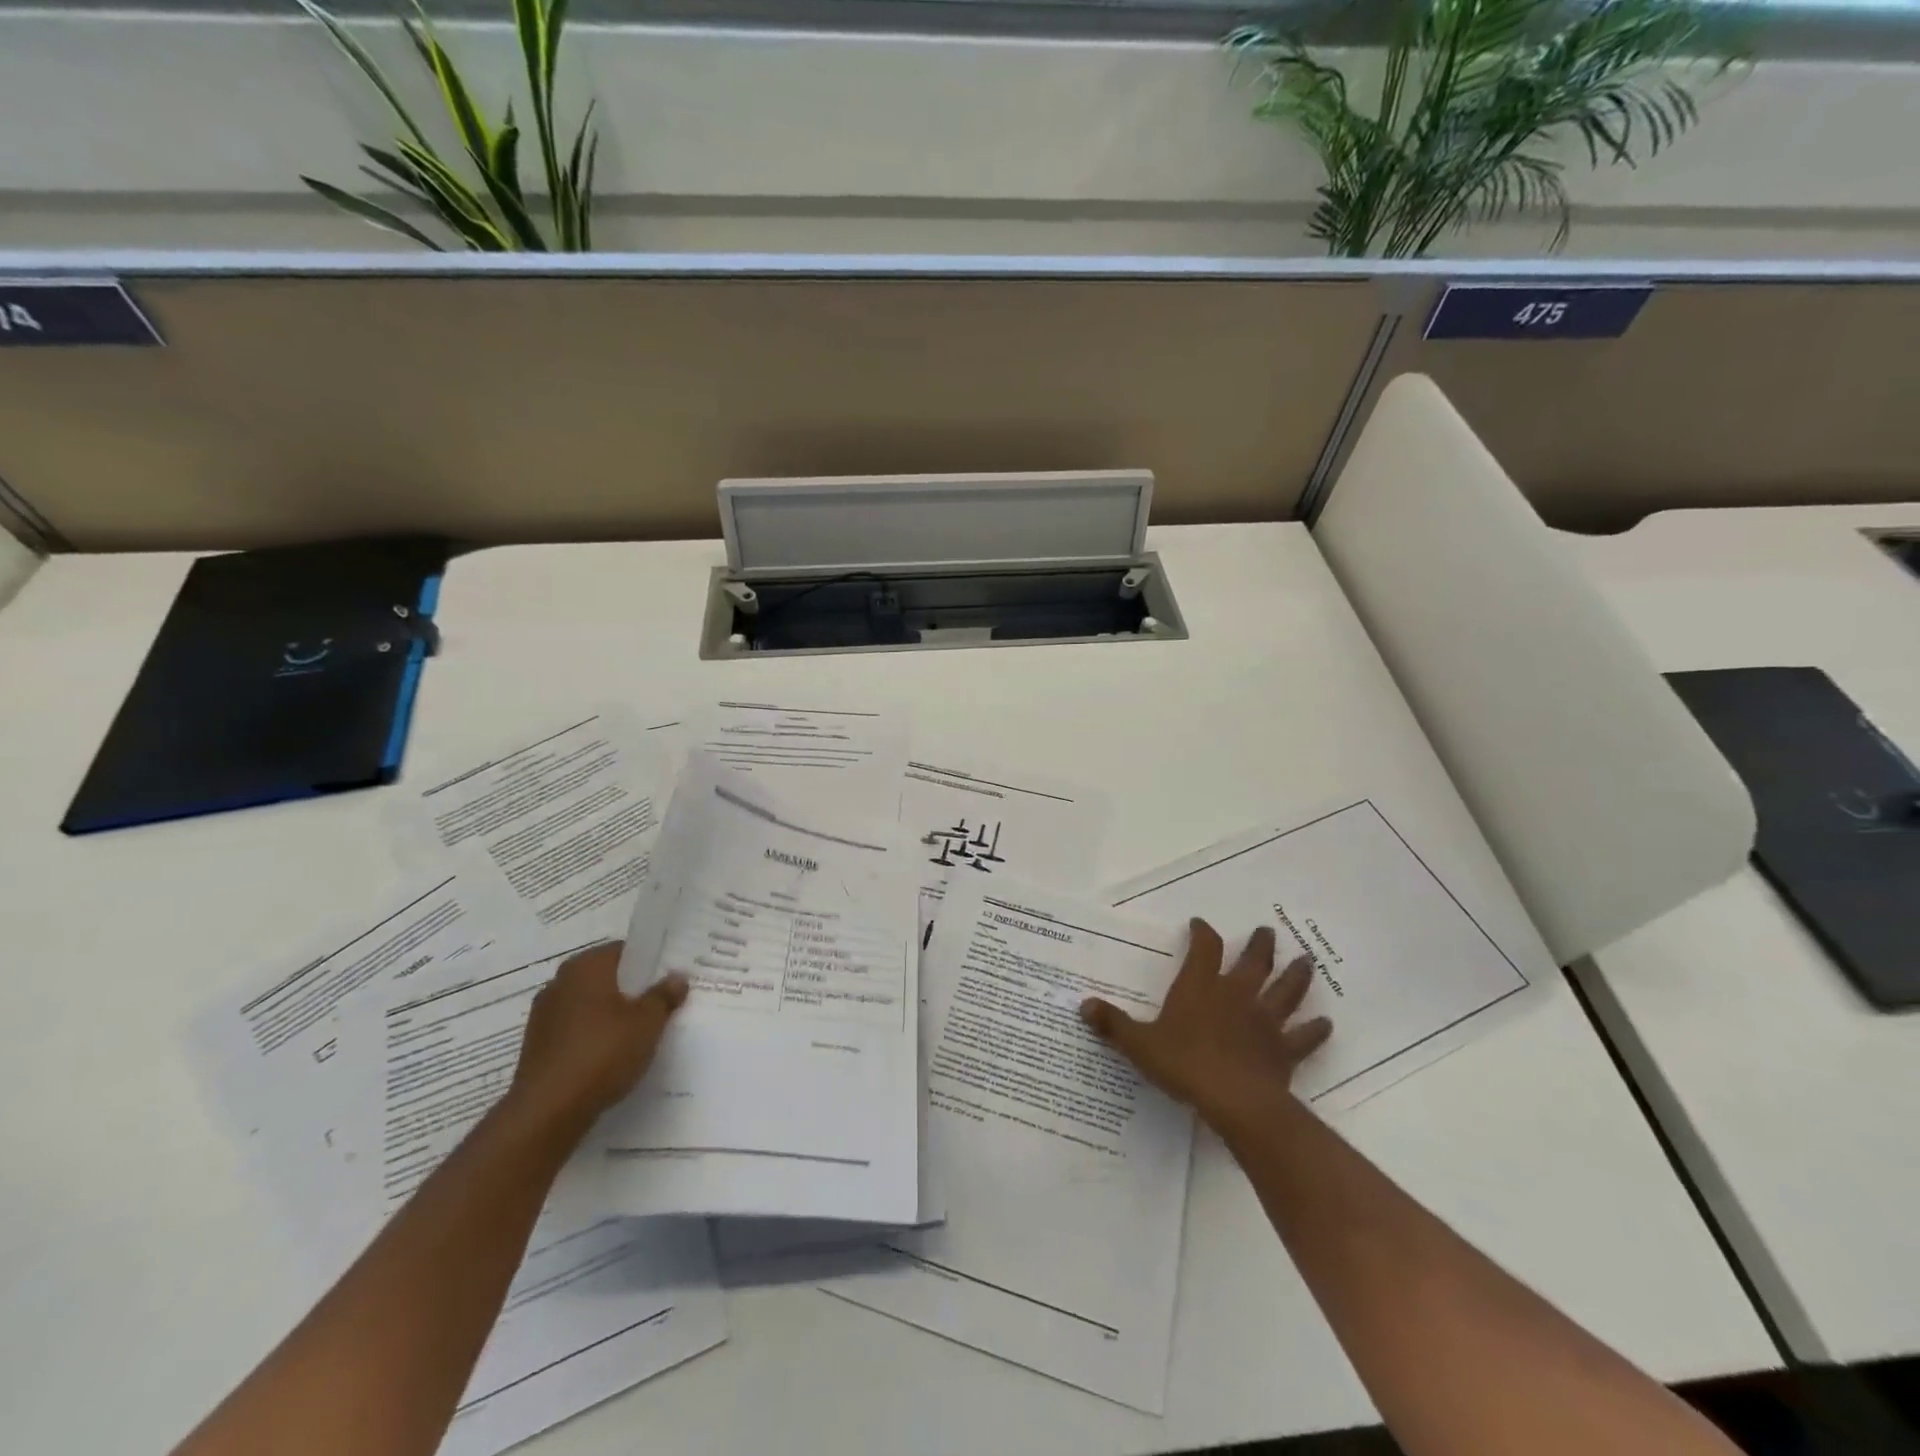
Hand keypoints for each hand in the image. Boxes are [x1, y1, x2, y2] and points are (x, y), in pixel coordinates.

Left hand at [503, 942, 687, 1140]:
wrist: (547, 1111)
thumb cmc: (602, 1053)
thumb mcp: (648, 1022)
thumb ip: (664, 996)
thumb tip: (676, 977)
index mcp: (586, 966)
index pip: (626, 951)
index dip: (651, 963)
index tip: (671, 978)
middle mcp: (561, 982)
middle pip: (607, 977)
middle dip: (632, 989)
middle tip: (662, 1004)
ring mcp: (545, 1014)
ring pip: (590, 1004)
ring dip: (612, 1013)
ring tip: (640, 1032)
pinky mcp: (537, 1044)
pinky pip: (576, 1029)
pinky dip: (594, 1035)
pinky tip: (612, 1055)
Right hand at [1080, 920, 1330, 1135]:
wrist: (1234, 1101)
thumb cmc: (1184, 1064)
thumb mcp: (1139, 1044)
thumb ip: (1113, 1025)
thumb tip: (1083, 1005)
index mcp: (1201, 987)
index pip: (1204, 948)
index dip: (1202, 933)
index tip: (1200, 924)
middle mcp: (1236, 995)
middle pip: (1253, 962)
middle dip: (1260, 945)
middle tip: (1267, 932)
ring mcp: (1264, 1021)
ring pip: (1286, 990)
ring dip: (1296, 975)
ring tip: (1307, 960)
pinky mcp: (1284, 1050)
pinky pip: (1304, 1037)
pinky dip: (1315, 1030)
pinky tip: (1325, 1023)